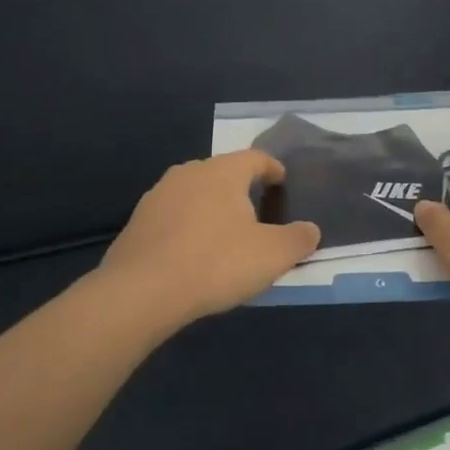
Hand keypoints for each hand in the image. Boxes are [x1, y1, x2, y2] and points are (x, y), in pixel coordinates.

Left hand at [98, 150, 320, 325]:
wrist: (141, 291)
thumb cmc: (215, 263)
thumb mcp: (272, 255)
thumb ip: (297, 239)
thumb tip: (311, 230)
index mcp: (223, 172)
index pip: (255, 158)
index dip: (272, 169)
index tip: (282, 182)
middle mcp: (189, 172)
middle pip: (222, 172)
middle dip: (241, 189)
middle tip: (257, 212)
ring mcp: (158, 195)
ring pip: (195, 193)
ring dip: (211, 207)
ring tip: (224, 233)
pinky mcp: (138, 221)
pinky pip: (173, 216)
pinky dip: (188, 226)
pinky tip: (192, 252)